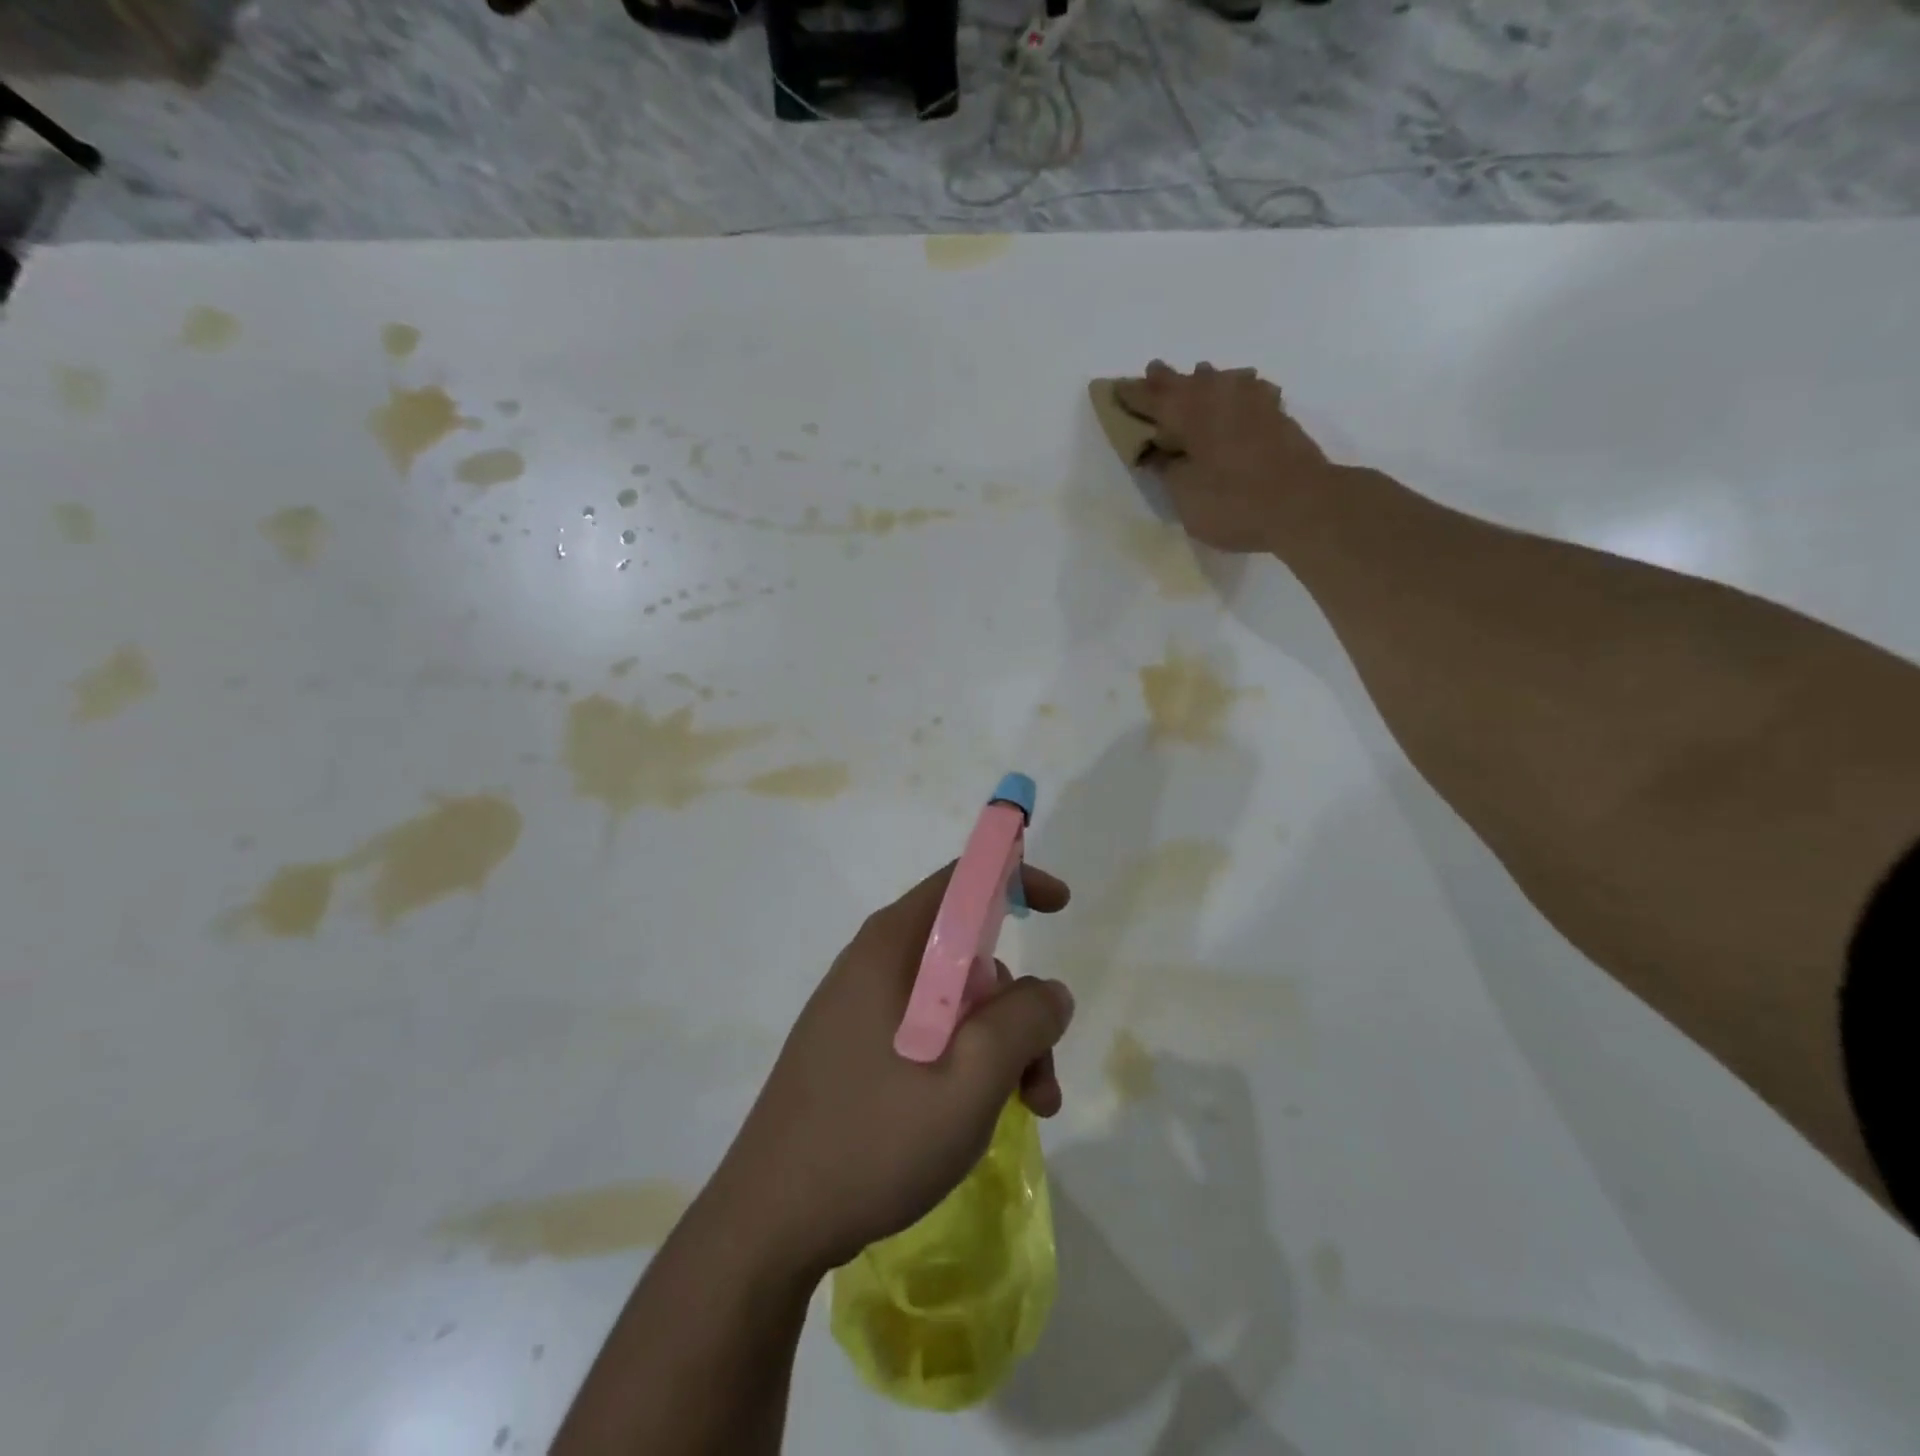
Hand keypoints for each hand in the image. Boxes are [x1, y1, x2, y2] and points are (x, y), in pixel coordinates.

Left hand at [711, 863, 1074, 1278]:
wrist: (768, 1223)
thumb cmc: (874, 1139)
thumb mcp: (971, 1079)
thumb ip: (1024, 1022)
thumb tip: (1049, 992)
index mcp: (891, 947)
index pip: (961, 881)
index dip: (1014, 878)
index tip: (1060, 906)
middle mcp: (872, 963)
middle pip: (965, 953)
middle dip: (1016, 1004)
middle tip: (1041, 1073)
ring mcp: (857, 1007)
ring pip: (951, 1000)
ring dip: (996, 1044)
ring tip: (1023, 1111)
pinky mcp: (850, 1048)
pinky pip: (924, 1031)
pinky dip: (963, 1060)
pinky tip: (973, 1117)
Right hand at [1115, 361, 1334, 552]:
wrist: (1303, 505)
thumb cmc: (1233, 502)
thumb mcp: (1185, 495)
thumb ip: (1167, 469)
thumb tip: (1155, 452)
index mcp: (1189, 413)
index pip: (1152, 399)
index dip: (1132, 395)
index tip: (1115, 389)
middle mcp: (1219, 397)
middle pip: (1186, 382)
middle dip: (1166, 379)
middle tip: (1151, 371)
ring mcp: (1253, 402)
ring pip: (1221, 380)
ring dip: (1204, 379)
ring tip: (1197, 376)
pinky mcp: (1278, 415)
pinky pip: (1250, 390)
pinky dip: (1238, 389)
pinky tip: (1243, 391)